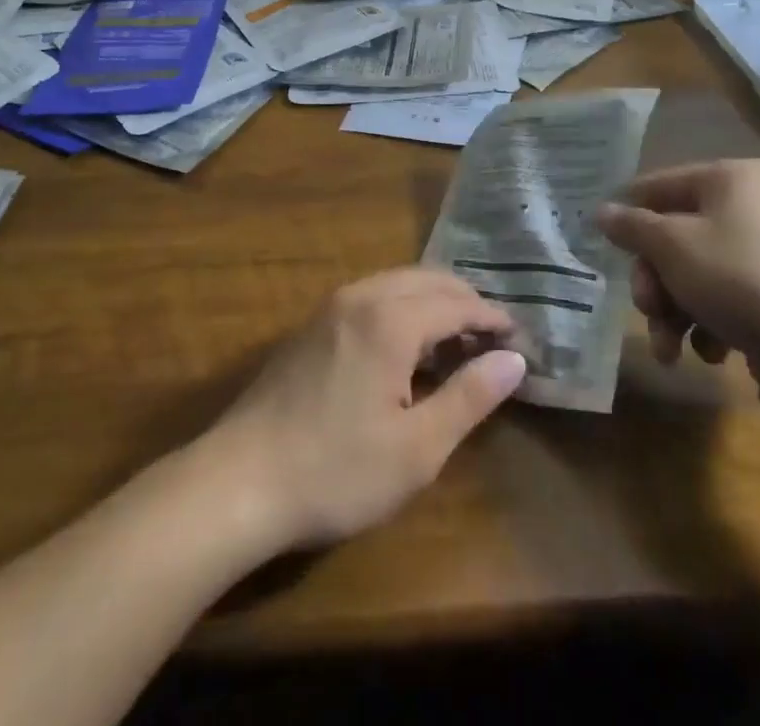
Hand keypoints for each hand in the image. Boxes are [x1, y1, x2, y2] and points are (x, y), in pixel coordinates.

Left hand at [199, 268, 526, 553]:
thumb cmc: (336, 471)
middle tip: (494, 339)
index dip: (493, 318)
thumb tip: (514, 360)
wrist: (239, 480)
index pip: (457, 303)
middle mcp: (361, 296)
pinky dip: (402, 308)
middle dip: (465, 302)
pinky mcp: (311, 325)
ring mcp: (330, 307)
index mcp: (391, 319)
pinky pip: (371, 297)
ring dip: (432, 303)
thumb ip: (469, 397)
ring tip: (457, 343)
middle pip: (427, 280)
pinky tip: (406, 349)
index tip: (521, 341)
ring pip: (397, 283)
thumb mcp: (417, 449)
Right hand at [598, 159, 759, 370]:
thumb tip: (601, 211)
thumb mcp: (669, 246)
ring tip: (671, 350)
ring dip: (675, 311)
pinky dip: (710, 322)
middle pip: (676, 236)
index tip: (606, 249)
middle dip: (654, 283)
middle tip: (646, 310)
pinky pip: (729, 294)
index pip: (658, 186)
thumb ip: (630, 226)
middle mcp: (754, 203)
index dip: (628, 217)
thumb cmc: (734, 276)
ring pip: (698, 271)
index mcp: (729, 178)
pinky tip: (710, 352)